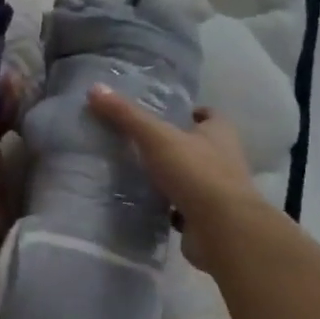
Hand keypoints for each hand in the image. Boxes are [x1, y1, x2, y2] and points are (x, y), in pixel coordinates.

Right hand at [86, 84, 266, 272]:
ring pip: (190, 177)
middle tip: (139, 141)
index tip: (163, 113)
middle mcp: (224, 159)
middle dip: (174, 144)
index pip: (209, 115)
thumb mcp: (156, 137)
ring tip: (135, 170)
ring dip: (169, 176)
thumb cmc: (196, 173)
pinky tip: (143, 202)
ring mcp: (217, 191)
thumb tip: (95, 88)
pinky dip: (167, 205)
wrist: (222, 230)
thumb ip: (126, 115)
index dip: (190, 112)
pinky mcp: (206, 218)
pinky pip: (183, 206)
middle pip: (198, 145)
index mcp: (219, 133)